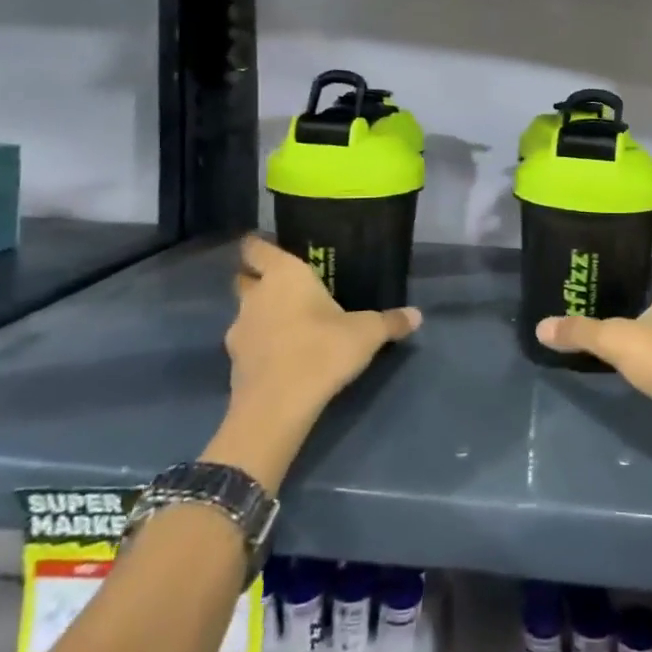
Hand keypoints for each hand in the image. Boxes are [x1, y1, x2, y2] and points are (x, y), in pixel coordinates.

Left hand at [204, 235, 420, 490]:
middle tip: (286, 286)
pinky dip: (260, 345)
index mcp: (284, 275)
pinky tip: (282, 355)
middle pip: (244, 278)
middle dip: (258, 279)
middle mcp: (255, 296)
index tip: (271, 246)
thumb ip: (390, 321)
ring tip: (289, 324)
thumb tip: (417, 315)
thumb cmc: (322, 350)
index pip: (255, 247)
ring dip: (260, 315)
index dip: (258, 245)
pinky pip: (247, 343)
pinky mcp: (234, 362)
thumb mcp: (367, 334)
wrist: (278, 407)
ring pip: (245, 312)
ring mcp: (239, 330)